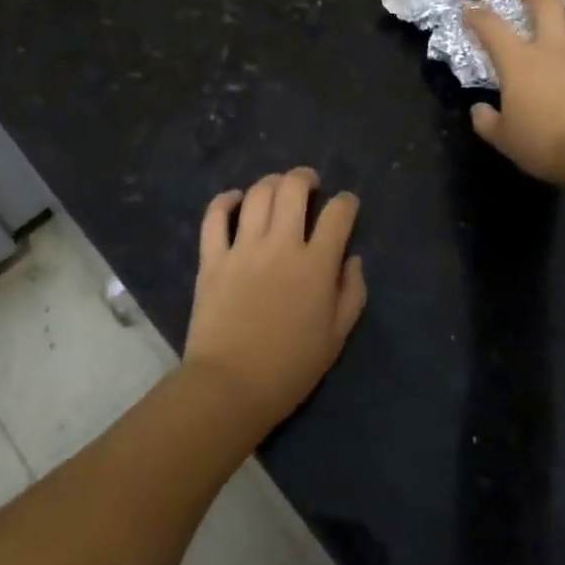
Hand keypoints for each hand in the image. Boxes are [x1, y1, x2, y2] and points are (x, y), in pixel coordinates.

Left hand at [183, 168, 366, 436]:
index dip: (347, 202)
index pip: (338, 214)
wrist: (230, 387)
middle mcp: (281, 245)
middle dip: (306, 178)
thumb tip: (352, 259)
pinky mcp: (212, 258)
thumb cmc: (290, 368)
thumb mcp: (336, 337)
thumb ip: (351, 293)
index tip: (347, 205)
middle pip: (294, 189)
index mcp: (316, 265)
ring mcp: (243, 248)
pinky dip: (226, 200)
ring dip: (271, 183)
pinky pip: (215, 216)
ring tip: (276, 189)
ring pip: (258, 194)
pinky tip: (235, 199)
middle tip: (309, 185)